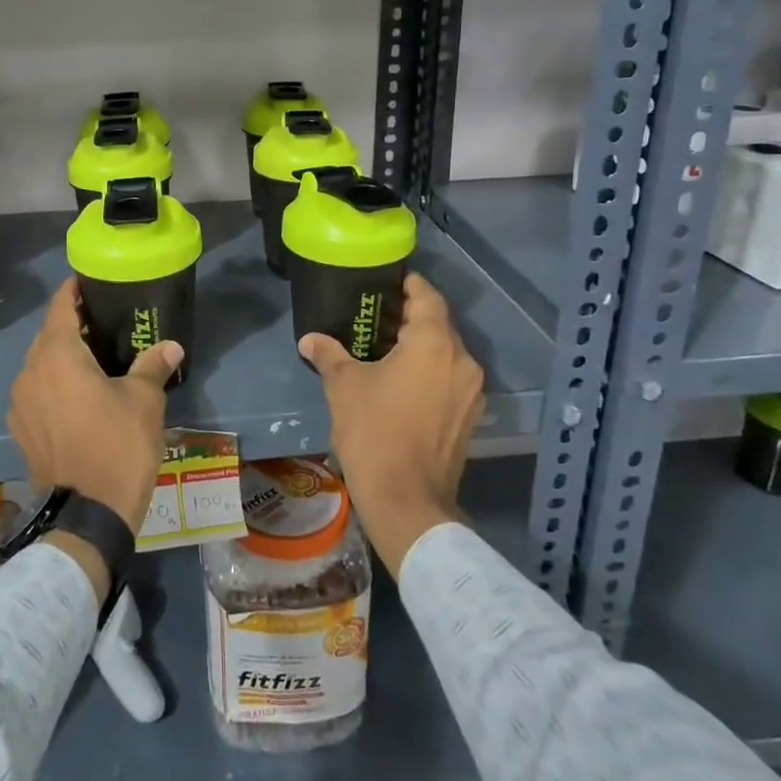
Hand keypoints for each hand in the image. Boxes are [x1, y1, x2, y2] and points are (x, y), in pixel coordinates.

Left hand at [8, 279, 180, 534]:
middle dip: (71, 324)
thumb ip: (152, 366)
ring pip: (39, 365)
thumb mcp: (144, 401)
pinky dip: (53, 385)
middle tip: (101, 321)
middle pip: (48, 335)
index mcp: (58, 356)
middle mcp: (30, 373)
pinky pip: (36, 392)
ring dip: (61, 357)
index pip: (60, 308)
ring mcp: (20, 404)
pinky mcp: (21, 430)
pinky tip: (76, 396)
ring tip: (92, 359)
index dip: (73, 291)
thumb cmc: (118, 446)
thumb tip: (171, 346)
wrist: (87, 514)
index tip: (88, 282)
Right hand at [300, 272, 484, 577]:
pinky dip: (431, 372)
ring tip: (388, 349)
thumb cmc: (374, 432)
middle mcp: (461, 361)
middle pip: (440, 325)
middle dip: (412, 317)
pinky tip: (404, 383)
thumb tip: (309, 339)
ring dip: (422, 347)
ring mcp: (471, 392)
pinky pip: (451, 379)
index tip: (389, 281)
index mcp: (434, 344)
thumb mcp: (344, 387)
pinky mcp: (470, 418)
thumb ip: (329, 355)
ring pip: (447, 354)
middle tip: (378, 316)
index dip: (409, 285)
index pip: (428, 297)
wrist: (407, 500)